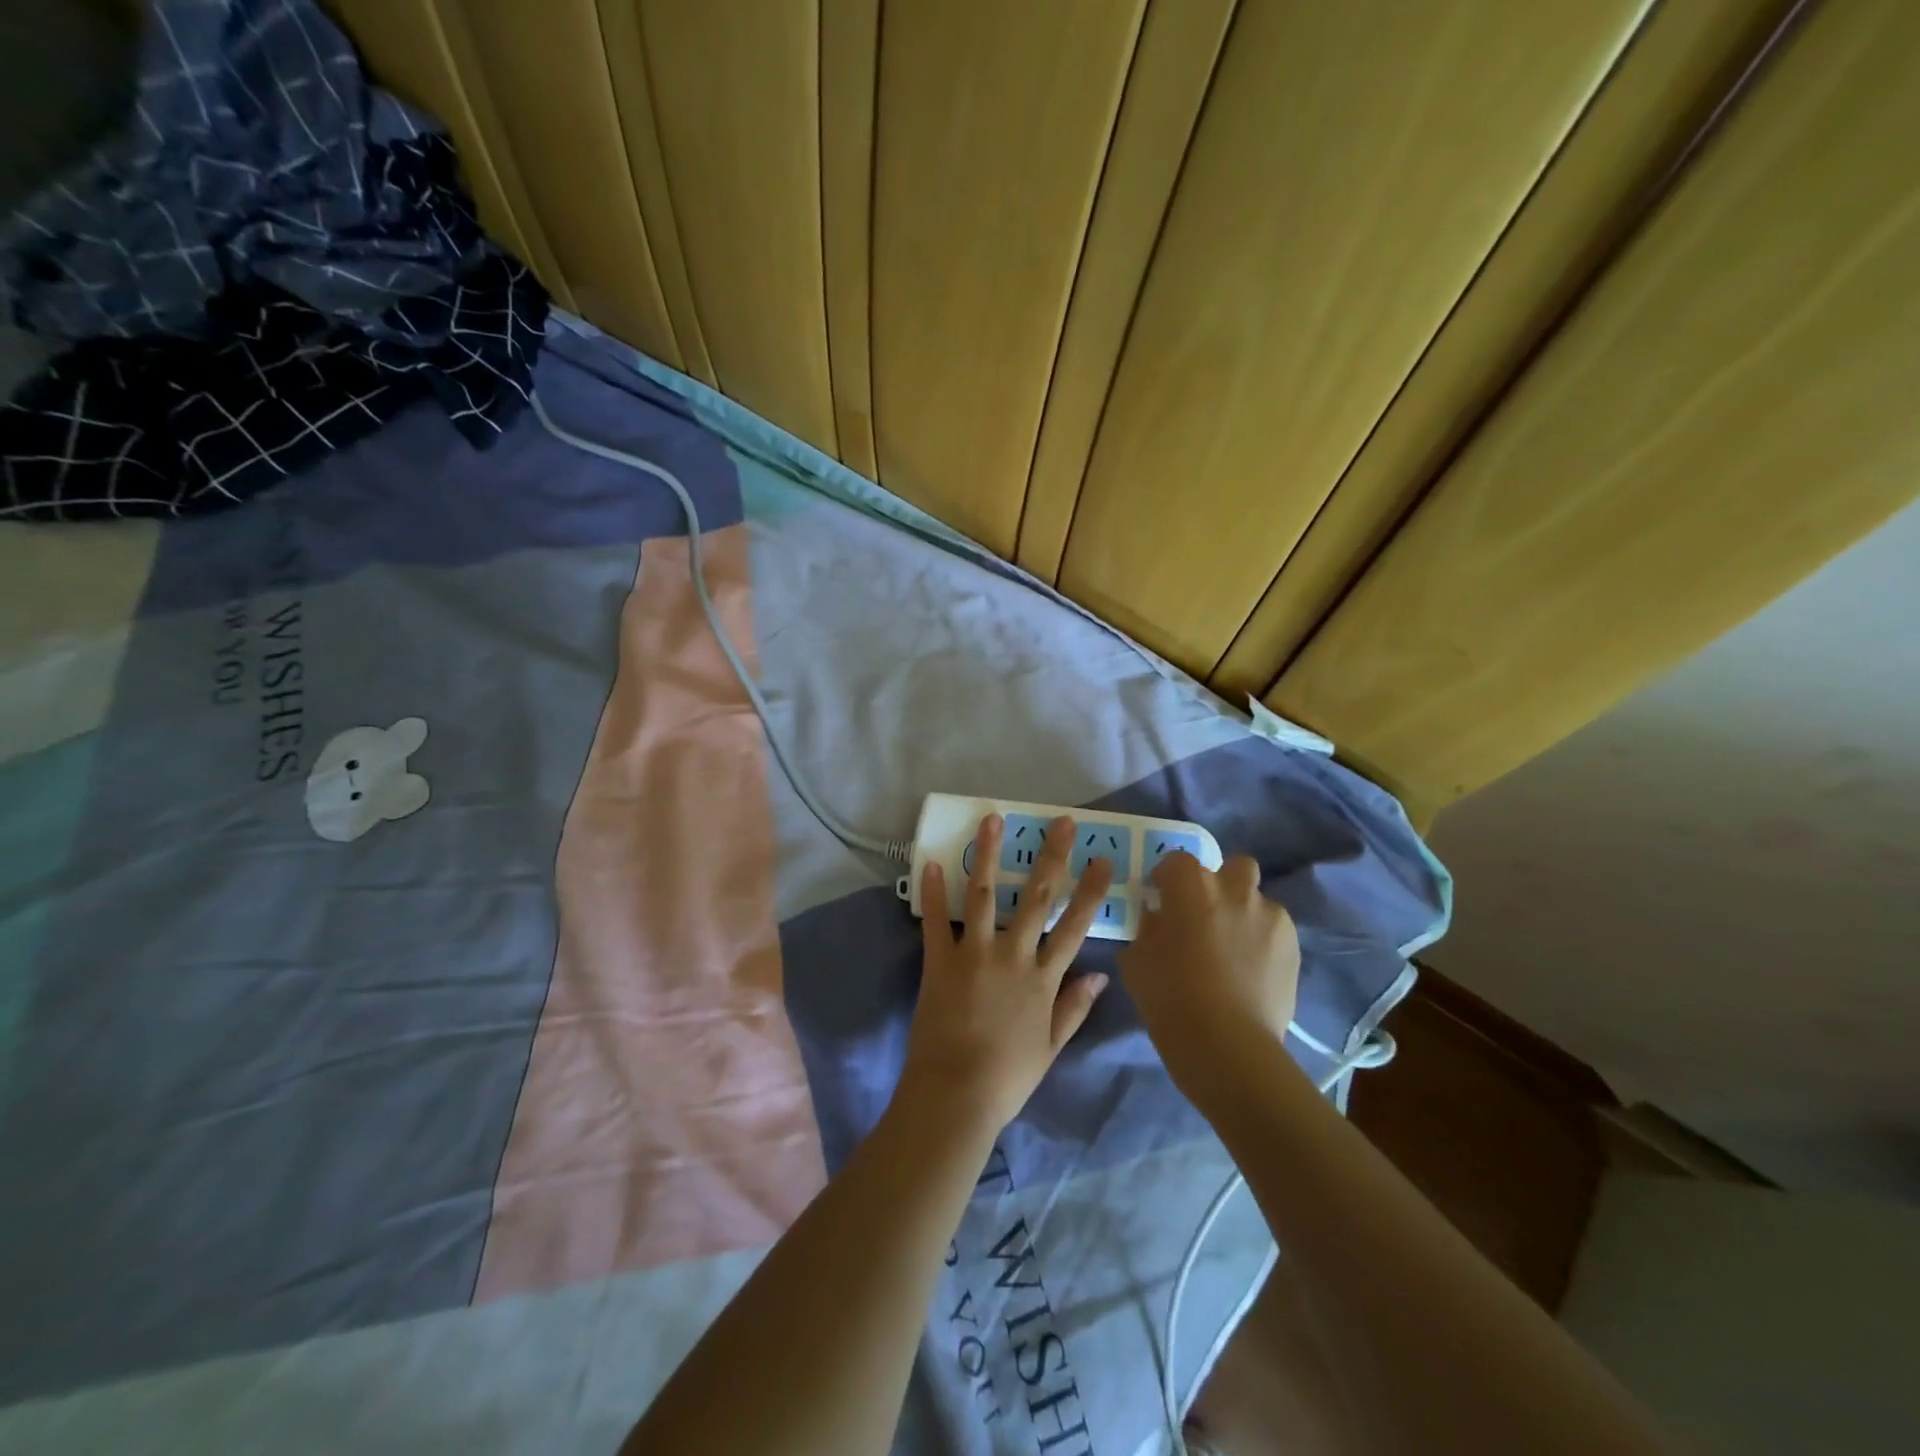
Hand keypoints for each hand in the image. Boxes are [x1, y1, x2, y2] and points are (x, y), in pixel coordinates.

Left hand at [900, 814, 1114, 1133]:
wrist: (955, 1094)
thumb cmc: (1007, 1076)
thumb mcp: (1051, 1047)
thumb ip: (1074, 1008)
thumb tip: (1101, 976)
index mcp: (1043, 978)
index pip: (1074, 926)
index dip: (1090, 891)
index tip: (1102, 860)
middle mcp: (1013, 955)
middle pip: (1036, 897)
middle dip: (1051, 856)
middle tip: (1061, 822)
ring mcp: (974, 954)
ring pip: (983, 894)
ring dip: (987, 855)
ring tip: (991, 820)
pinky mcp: (940, 961)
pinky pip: (936, 921)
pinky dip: (933, 891)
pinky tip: (933, 861)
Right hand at [1119, 852, 1300, 1095]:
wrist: (1226, 1044)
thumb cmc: (1169, 997)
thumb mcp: (1136, 958)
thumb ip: (1147, 927)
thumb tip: (1158, 917)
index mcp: (1190, 886)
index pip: (1176, 860)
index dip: (1168, 878)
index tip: (1162, 900)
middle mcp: (1233, 889)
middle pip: (1232, 865)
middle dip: (1221, 882)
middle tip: (1206, 914)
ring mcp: (1269, 915)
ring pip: (1257, 897)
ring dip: (1244, 911)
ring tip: (1234, 946)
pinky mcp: (1293, 944)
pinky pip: (1275, 929)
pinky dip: (1263, 940)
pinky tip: (1252, 969)